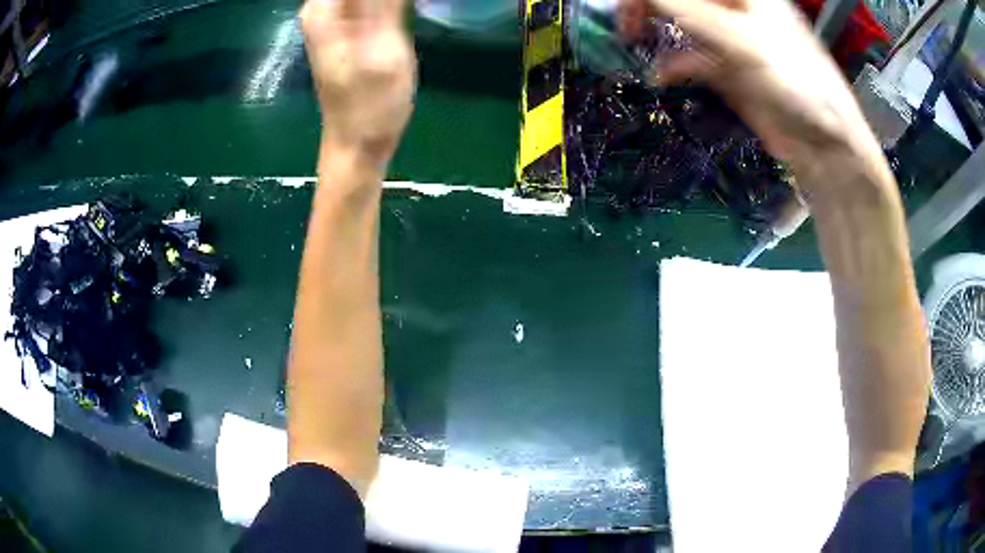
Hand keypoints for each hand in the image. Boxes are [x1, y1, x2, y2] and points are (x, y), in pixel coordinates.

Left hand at [301, 0, 415, 166]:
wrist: (358, 141)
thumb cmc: (371, 104)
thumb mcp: (384, 48)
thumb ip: (384, 2)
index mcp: (325, 8)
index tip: (400, 4)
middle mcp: (324, 6)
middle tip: (407, 7)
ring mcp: (336, 15)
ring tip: (407, 10)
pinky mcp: (350, 24)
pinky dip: (391, 0)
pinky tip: (405, 7)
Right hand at [619, 0, 878, 168]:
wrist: (823, 144)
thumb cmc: (795, 81)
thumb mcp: (740, 39)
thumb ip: (688, 10)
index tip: (627, 11)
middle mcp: (732, 8)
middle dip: (647, 6)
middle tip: (626, 26)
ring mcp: (729, 39)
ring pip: (678, 23)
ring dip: (654, 31)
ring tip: (633, 43)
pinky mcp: (726, 70)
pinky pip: (689, 58)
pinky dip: (672, 66)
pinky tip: (660, 77)